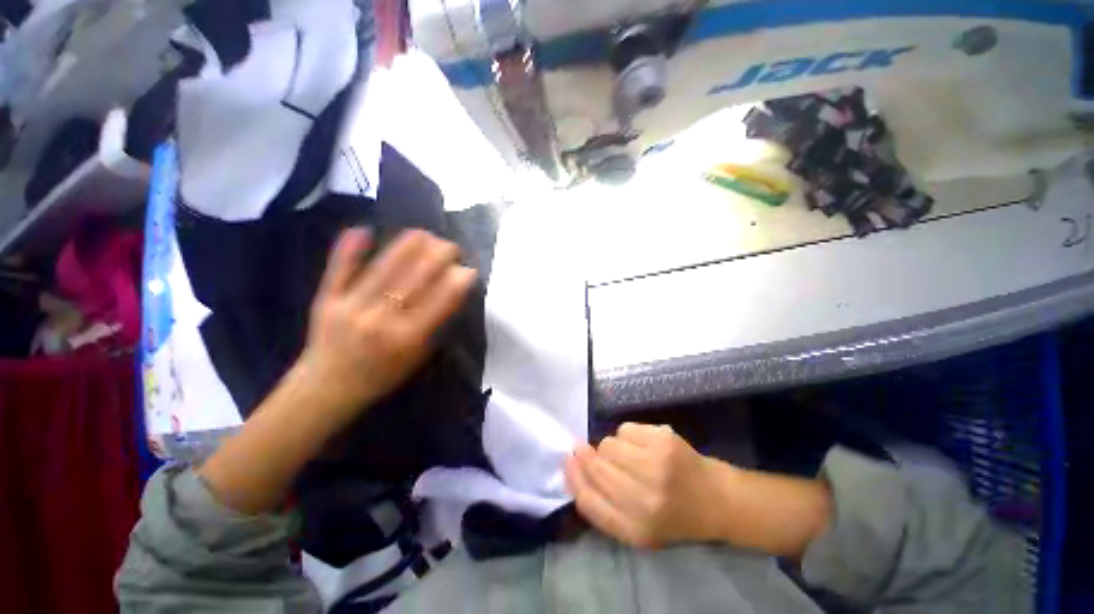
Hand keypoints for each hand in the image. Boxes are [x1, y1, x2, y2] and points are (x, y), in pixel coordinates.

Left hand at [298, 228, 476, 420]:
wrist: (327, 388)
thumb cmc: (381, 376)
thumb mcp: (416, 358)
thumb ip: (434, 327)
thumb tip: (452, 293)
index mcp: (406, 339)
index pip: (438, 304)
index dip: (456, 284)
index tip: (469, 270)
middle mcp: (381, 320)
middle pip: (413, 281)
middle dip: (437, 259)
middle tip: (451, 247)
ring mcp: (351, 307)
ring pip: (384, 270)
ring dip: (406, 248)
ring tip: (424, 234)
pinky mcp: (326, 300)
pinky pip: (339, 271)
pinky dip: (349, 250)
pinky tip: (363, 230)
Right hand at [565, 423, 724, 548]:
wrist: (716, 499)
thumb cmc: (672, 515)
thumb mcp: (635, 527)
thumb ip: (603, 505)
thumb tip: (573, 466)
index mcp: (635, 529)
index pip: (589, 499)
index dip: (573, 476)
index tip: (567, 460)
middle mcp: (644, 499)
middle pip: (597, 466)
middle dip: (589, 455)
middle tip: (589, 449)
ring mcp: (655, 466)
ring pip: (608, 443)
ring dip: (612, 446)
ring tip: (629, 455)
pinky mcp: (663, 440)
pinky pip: (625, 428)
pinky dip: (628, 434)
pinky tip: (643, 444)